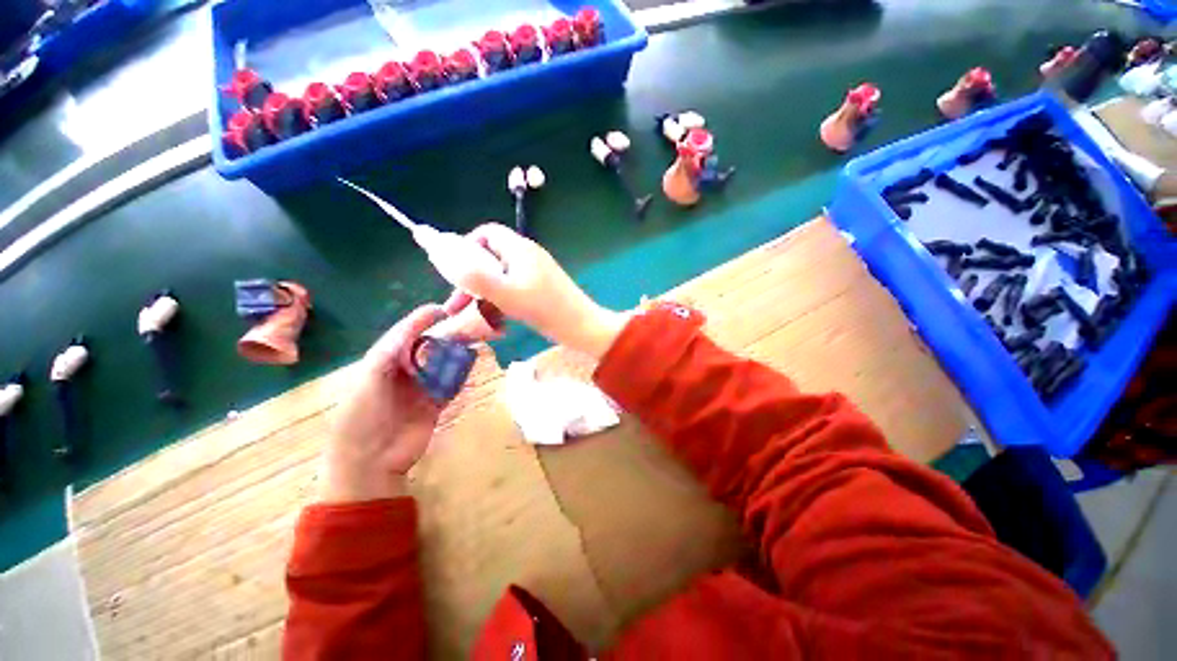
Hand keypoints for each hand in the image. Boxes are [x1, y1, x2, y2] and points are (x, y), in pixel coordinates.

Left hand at [320, 303, 472, 503]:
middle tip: (467, 322)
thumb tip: (417, 323)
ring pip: (443, 363)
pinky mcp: (436, 403)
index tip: (443, 308)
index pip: (406, 334)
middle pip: (429, 346)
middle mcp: (405, 371)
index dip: (423, 320)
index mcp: (384, 361)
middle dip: (446, 333)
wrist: (370, 461)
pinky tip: (473, 363)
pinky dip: (462, 374)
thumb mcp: (370, 377)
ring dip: (457, 352)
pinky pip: (451, 384)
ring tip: (475, 338)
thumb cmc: (362, 416)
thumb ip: (392, 349)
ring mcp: (422, 388)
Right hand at [452, 223, 627, 357]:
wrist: (582, 327)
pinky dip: (500, 300)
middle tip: (456, 303)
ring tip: (471, 315)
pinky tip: (495, 320)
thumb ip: (474, 276)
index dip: (466, 247)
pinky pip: (513, 288)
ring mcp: (535, 273)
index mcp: (520, 249)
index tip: (455, 271)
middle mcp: (528, 256)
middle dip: (471, 278)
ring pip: (500, 276)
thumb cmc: (544, 309)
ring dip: (483, 293)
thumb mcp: (506, 293)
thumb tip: (443, 255)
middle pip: (491, 257)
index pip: (487, 233)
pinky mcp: (541, 289)